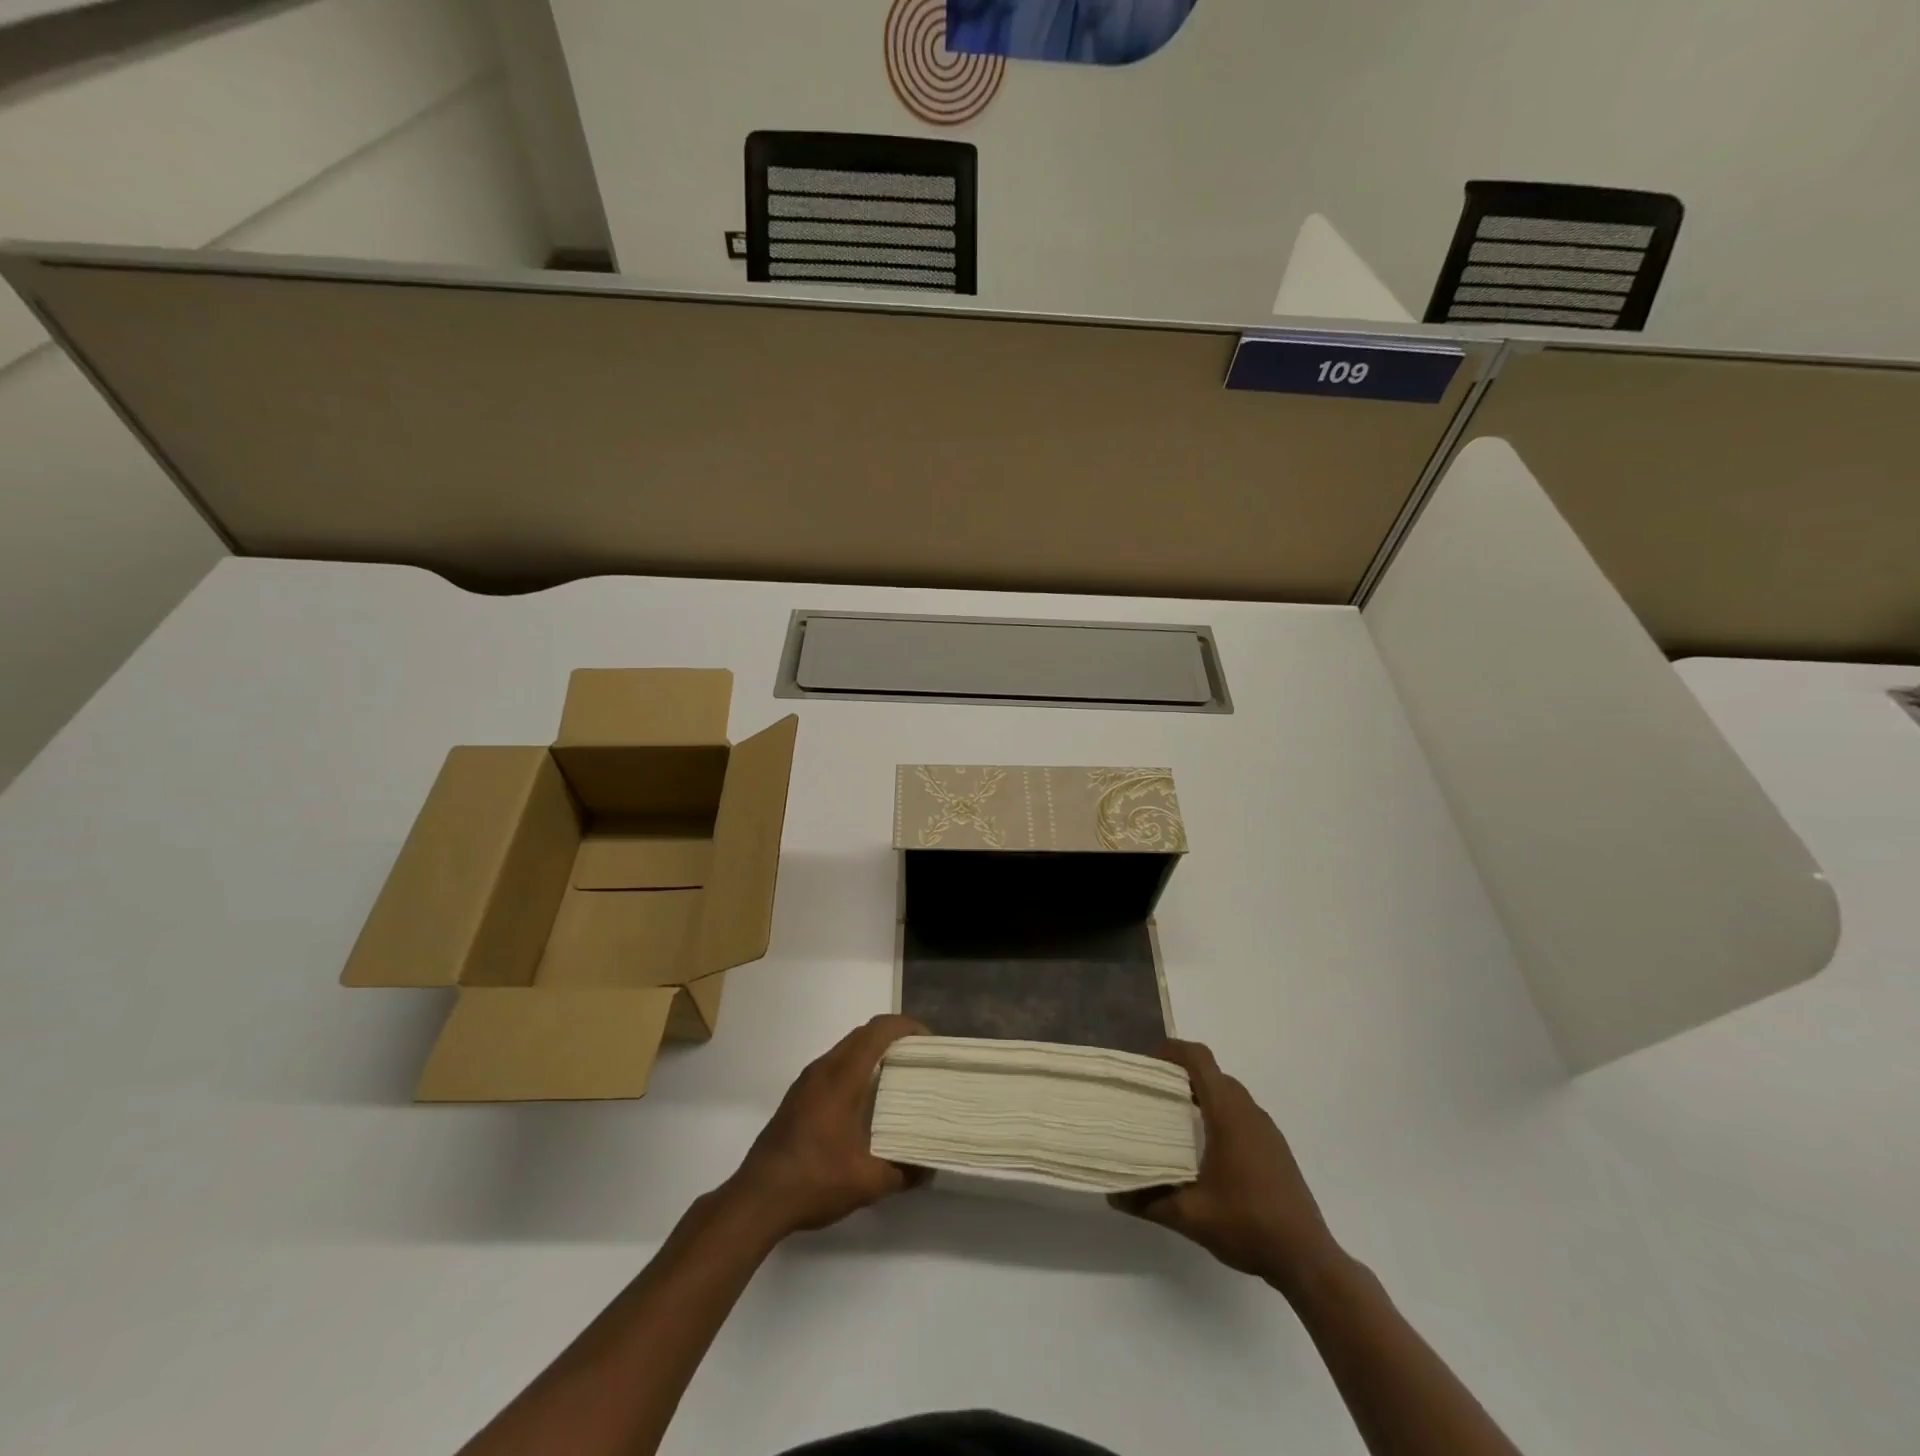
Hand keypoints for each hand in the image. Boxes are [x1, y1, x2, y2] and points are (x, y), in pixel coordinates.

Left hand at [722, 1015, 926, 1241]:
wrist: (756, 1199)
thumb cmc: (814, 1181)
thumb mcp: (867, 1182)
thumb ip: (903, 1172)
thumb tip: (928, 1168)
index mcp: (842, 1076)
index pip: (878, 1031)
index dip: (906, 1027)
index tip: (929, 1043)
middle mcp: (823, 1068)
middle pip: (863, 1034)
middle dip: (893, 1038)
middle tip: (919, 1060)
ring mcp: (807, 1081)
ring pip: (846, 1049)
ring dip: (872, 1053)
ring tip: (898, 1078)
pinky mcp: (797, 1096)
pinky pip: (833, 1066)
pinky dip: (855, 1068)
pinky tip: (865, 1101)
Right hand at [1113, 1039, 1344, 1295]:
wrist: (1307, 1259)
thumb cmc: (1248, 1225)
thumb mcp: (1190, 1216)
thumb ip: (1149, 1201)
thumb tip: (1114, 1195)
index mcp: (1228, 1113)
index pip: (1200, 1060)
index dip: (1172, 1050)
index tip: (1146, 1061)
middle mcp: (1249, 1112)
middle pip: (1213, 1073)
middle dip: (1181, 1074)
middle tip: (1151, 1091)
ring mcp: (1267, 1130)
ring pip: (1229, 1094)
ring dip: (1202, 1094)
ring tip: (1173, 1117)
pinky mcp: (1276, 1148)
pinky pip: (1242, 1114)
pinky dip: (1219, 1113)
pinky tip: (1205, 1147)